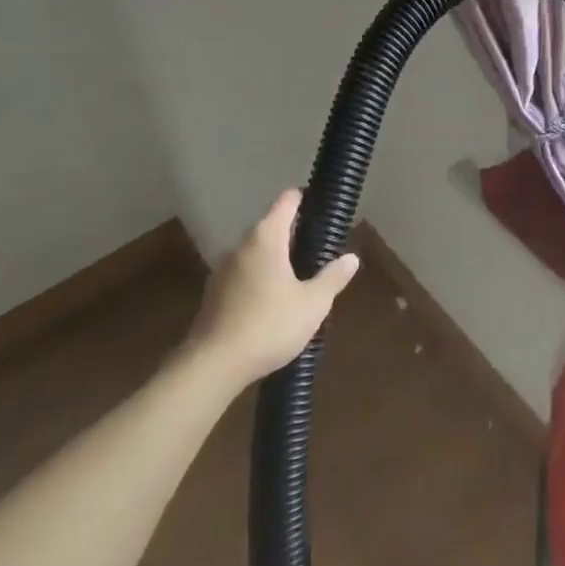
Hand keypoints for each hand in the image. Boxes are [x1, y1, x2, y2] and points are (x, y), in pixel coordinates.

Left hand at [187, 190, 359, 386]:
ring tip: (299, 278)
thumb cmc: (269, 326)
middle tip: (318, 250)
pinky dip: (260, 279)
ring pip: (256, 252)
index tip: (322, 208)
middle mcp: (242, 245)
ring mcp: (223, 269)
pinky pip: (243, 274)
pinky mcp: (213, 294)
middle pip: (271, 226)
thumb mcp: (312, 304)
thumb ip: (333, 278)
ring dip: (276, 259)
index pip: (287, 200)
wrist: (212, 366)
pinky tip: (273, 303)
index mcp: (266, 237)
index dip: (305, 199)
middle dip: (294, 234)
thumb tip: (352, 258)